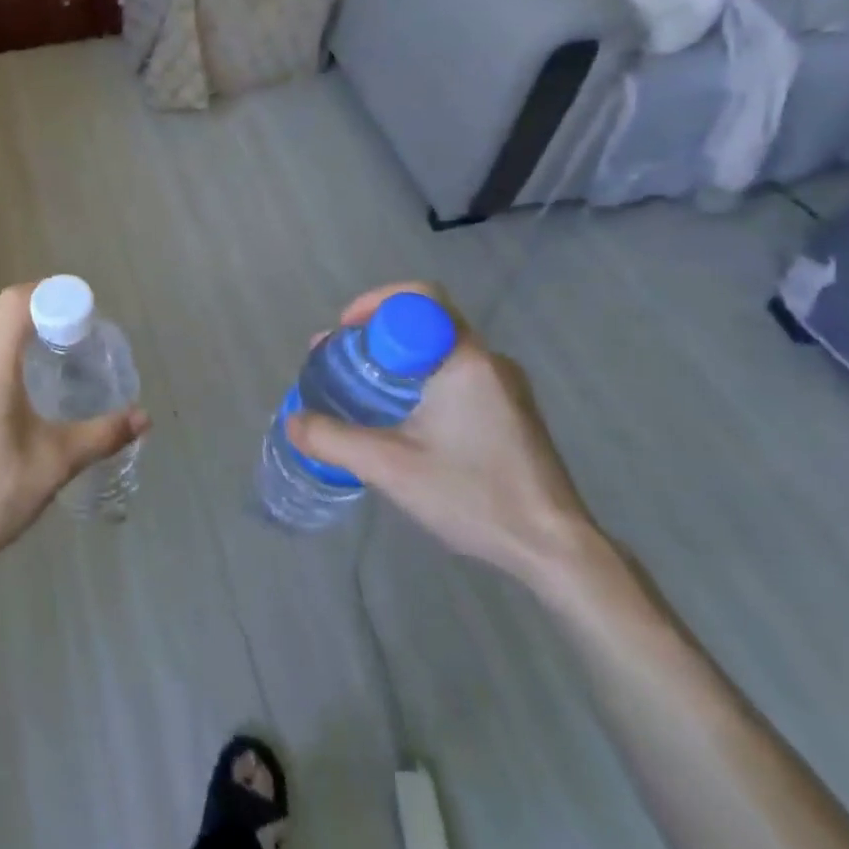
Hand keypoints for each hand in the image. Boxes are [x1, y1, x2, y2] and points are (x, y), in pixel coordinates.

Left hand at [0, 284, 149, 576]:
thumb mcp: (55, 465)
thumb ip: (100, 435)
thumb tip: (142, 417)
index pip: (12, 304)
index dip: (43, 293)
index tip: (72, 306)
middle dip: (21, 311)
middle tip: (55, 331)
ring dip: (0, 337)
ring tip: (35, 363)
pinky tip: (5, 401)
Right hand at [289, 283, 603, 588]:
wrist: (555, 549)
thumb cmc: (474, 496)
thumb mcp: (390, 467)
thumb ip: (333, 440)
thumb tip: (293, 421)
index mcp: (465, 360)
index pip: (420, 298)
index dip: (375, 303)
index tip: (345, 331)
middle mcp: (490, 362)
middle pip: (426, 322)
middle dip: (378, 334)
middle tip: (343, 360)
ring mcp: (507, 388)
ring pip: (441, 351)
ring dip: (399, 359)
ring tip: (365, 389)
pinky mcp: (513, 413)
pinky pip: (458, 375)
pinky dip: (422, 380)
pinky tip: (404, 419)